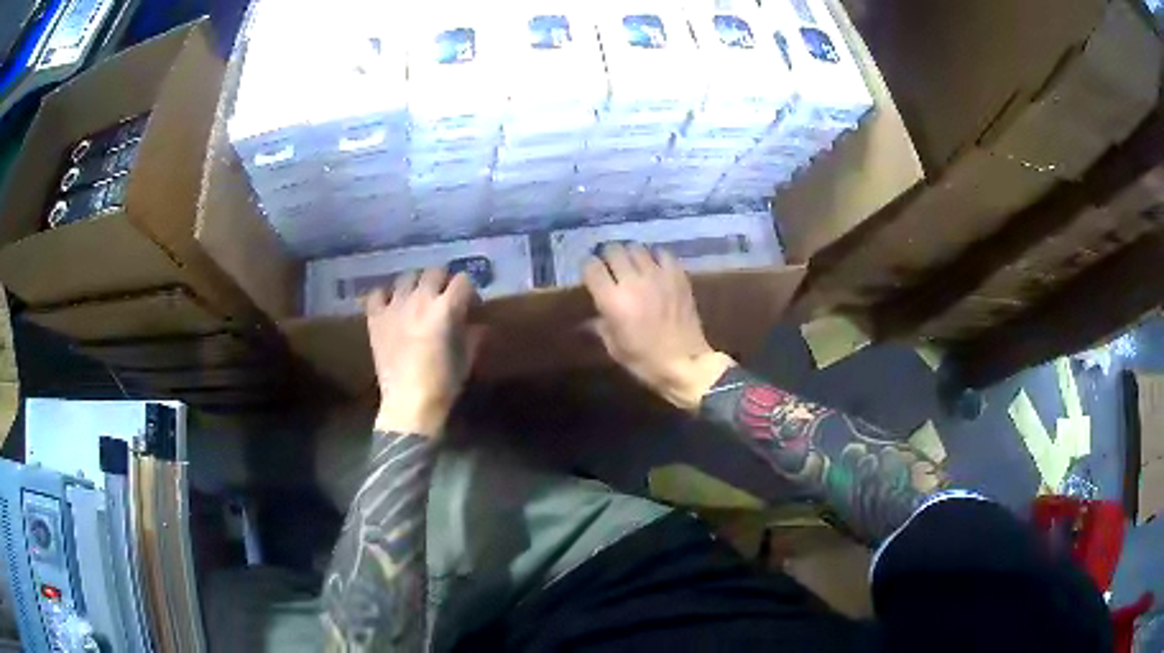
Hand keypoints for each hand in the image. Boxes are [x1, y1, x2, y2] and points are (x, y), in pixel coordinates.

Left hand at [366, 268, 483, 435]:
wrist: (408, 405)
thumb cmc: (443, 385)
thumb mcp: (466, 360)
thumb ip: (473, 336)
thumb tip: (478, 324)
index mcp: (446, 309)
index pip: (463, 281)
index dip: (469, 291)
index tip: (470, 305)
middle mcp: (420, 300)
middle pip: (434, 272)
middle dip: (443, 281)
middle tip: (444, 298)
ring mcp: (394, 306)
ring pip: (406, 277)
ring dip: (416, 285)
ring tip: (417, 299)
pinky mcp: (376, 318)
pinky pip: (377, 294)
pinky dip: (385, 296)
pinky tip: (391, 306)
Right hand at [583, 243, 735, 412]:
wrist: (686, 363)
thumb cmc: (646, 361)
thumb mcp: (614, 347)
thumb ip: (600, 324)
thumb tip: (593, 314)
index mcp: (613, 301)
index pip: (591, 267)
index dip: (589, 268)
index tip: (591, 275)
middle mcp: (633, 282)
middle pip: (613, 250)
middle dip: (607, 256)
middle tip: (610, 266)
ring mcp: (658, 276)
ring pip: (636, 248)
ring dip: (630, 254)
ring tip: (631, 265)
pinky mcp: (678, 275)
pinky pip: (661, 253)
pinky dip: (653, 256)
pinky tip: (653, 267)